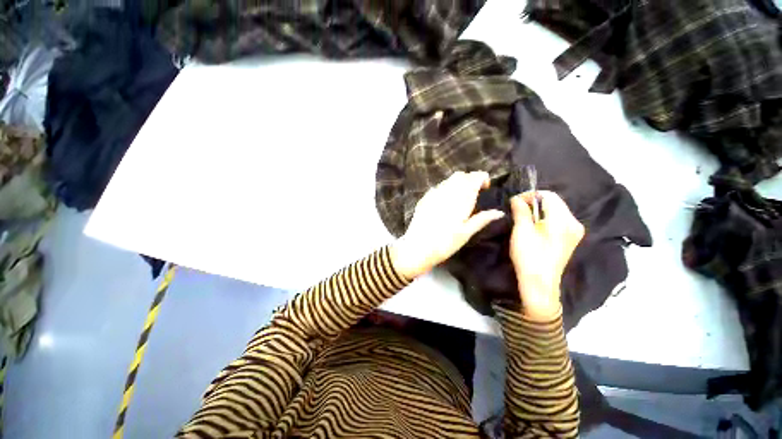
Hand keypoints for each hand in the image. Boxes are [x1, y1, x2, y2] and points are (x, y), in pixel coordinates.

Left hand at [391, 171, 504, 279]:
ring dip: (457, 184)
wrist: (417, 247)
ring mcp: (433, 193)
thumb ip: (482, 219)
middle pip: (461, 175)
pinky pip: (438, 187)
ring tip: (459, 199)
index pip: (474, 177)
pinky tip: (445, 202)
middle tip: (473, 194)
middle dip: (469, 179)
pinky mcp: (424, 198)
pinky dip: (445, 189)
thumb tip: (499, 212)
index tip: (485, 188)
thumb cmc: (445, 243)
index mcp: (461, 198)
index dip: (482, 178)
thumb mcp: (466, 233)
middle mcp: (447, 191)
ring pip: (448, 180)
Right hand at [510, 191, 583, 320]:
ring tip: (522, 217)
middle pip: (554, 203)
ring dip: (538, 210)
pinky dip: (544, 219)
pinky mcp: (570, 239)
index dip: (531, 195)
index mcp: (564, 221)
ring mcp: (574, 232)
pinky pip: (557, 221)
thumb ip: (521, 211)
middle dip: (534, 202)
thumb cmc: (529, 256)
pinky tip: (533, 226)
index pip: (550, 196)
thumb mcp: (521, 231)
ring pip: (555, 211)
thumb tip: (517, 198)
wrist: (539, 284)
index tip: (515, 201)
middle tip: (517, 209)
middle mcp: (574, 223)